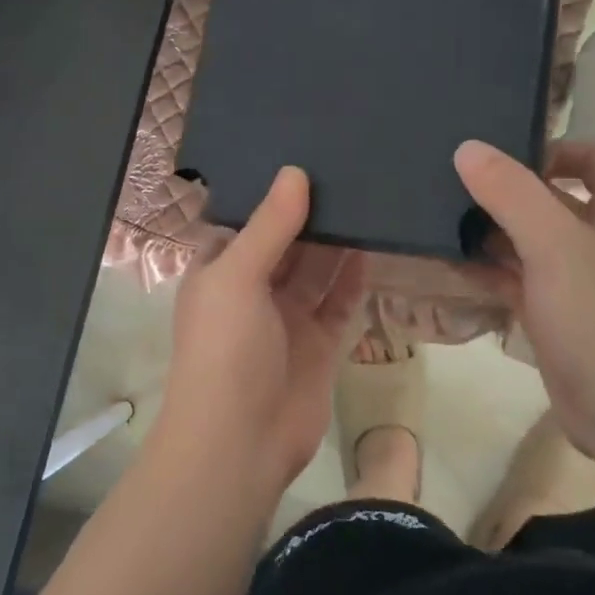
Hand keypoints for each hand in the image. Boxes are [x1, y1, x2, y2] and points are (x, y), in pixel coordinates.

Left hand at [153, 167, 366, 489]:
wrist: (240, 441)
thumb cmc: (224, 348)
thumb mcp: (237, 275)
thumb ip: (269, 226)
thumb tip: (295, 172)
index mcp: (219, 271)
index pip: (245, 221)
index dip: (270, 193)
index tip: (303, 154)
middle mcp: (252, 290)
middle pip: (286, 243)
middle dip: (310, 213)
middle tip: (347, 167)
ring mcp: (288, 319)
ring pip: (317, 270)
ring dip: (337, 241)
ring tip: (367, 196)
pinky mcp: (320, 344)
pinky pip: (340, 302)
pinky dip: (354, 278)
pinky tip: (374, 244)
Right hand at [454, 139, 594, 447]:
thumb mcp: (554, 245)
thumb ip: (511, 193)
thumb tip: (468, 148)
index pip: (594, 155)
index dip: (552, 150)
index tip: (500, 162)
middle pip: (556, 197)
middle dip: (507, 192)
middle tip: (452, 188)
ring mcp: (584, 281)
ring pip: (534, 241)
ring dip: (494, 232)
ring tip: (441, 223)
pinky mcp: (562, 316)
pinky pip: (522, 280)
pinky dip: (492, 271)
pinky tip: (454, 267)